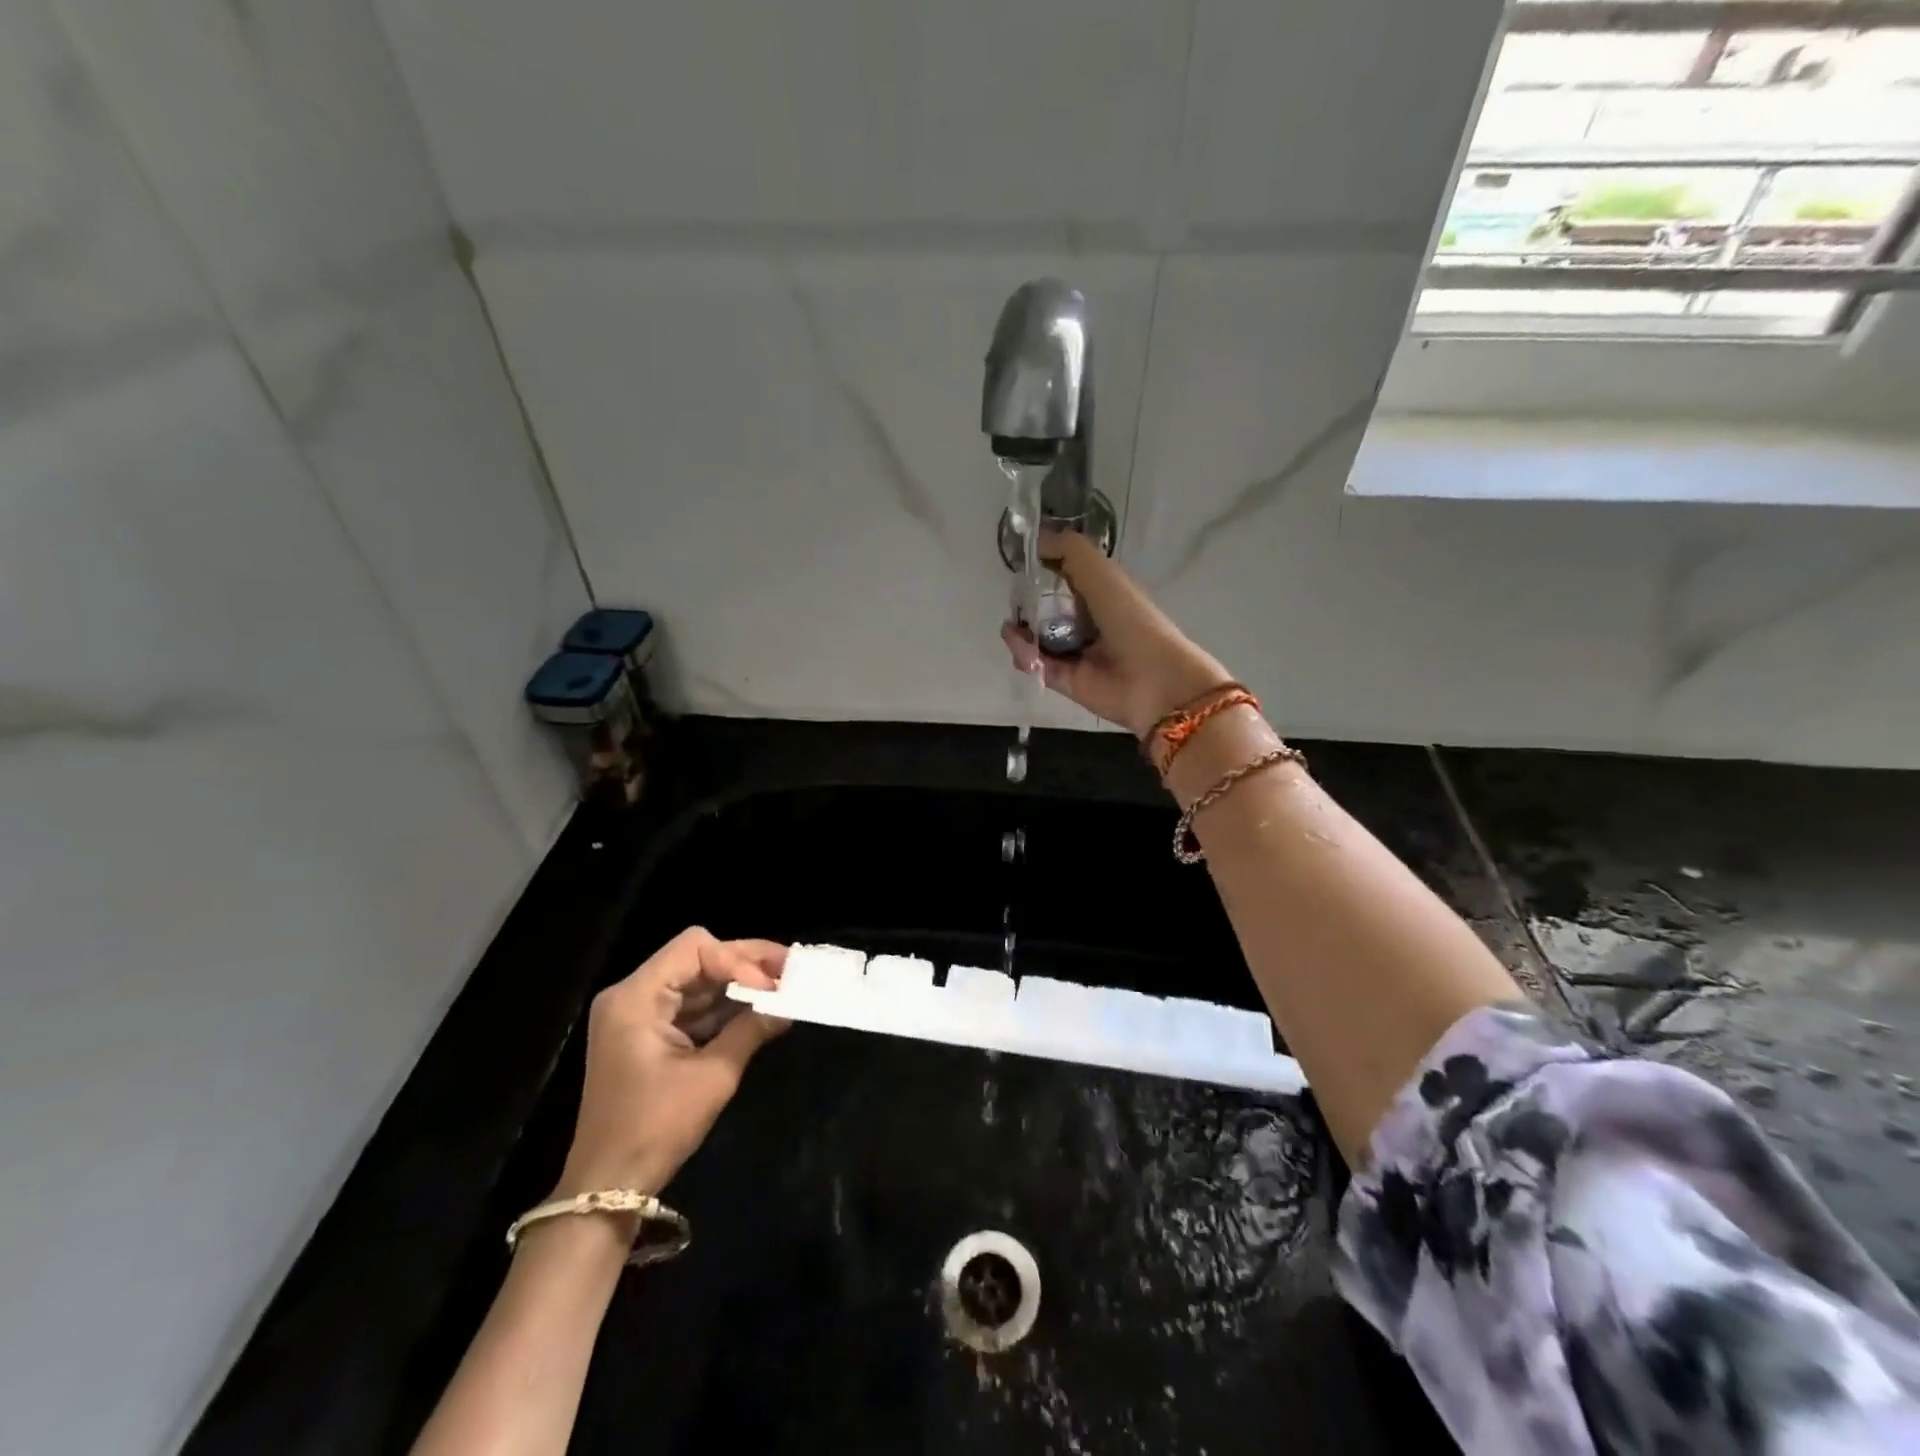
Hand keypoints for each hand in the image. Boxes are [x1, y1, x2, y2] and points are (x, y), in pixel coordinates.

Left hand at [555, 928, 787, 1197]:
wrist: (608, 1188)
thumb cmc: (656, 1128)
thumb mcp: (712, 1076)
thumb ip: (751, 1030)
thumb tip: (788, 1004)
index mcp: (636, 997)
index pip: (695, 948)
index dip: (737, 960)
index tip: (770, 988)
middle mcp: (632, 995)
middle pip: (697, 958)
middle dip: (745, 964)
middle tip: (791, 968)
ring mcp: (637, 1015)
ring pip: (697, 980)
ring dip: (738, 985)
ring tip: (783, 988)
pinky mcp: (646, 1035)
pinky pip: (690, 1006)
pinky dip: (722, 1007)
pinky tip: (758, 1010)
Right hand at [1001, 530, 1232, 738]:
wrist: (1153, 679)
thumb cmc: (1130, 619)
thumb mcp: (1101, 572)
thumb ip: (1068, 550)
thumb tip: (1035, 539)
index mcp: (1099, 591)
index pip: (1061, 574)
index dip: (1040, 566)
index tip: (1019, 561)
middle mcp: (1084, 619)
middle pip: (1041, 606)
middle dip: (1023, 601)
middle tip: (1017, 600)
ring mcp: (1072, 650)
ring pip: (1033, 635)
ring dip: (1018, 631)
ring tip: (1016, 631)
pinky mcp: (1063, 678)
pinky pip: (1034, 663)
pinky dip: (1023, 655)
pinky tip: (1024, 650)